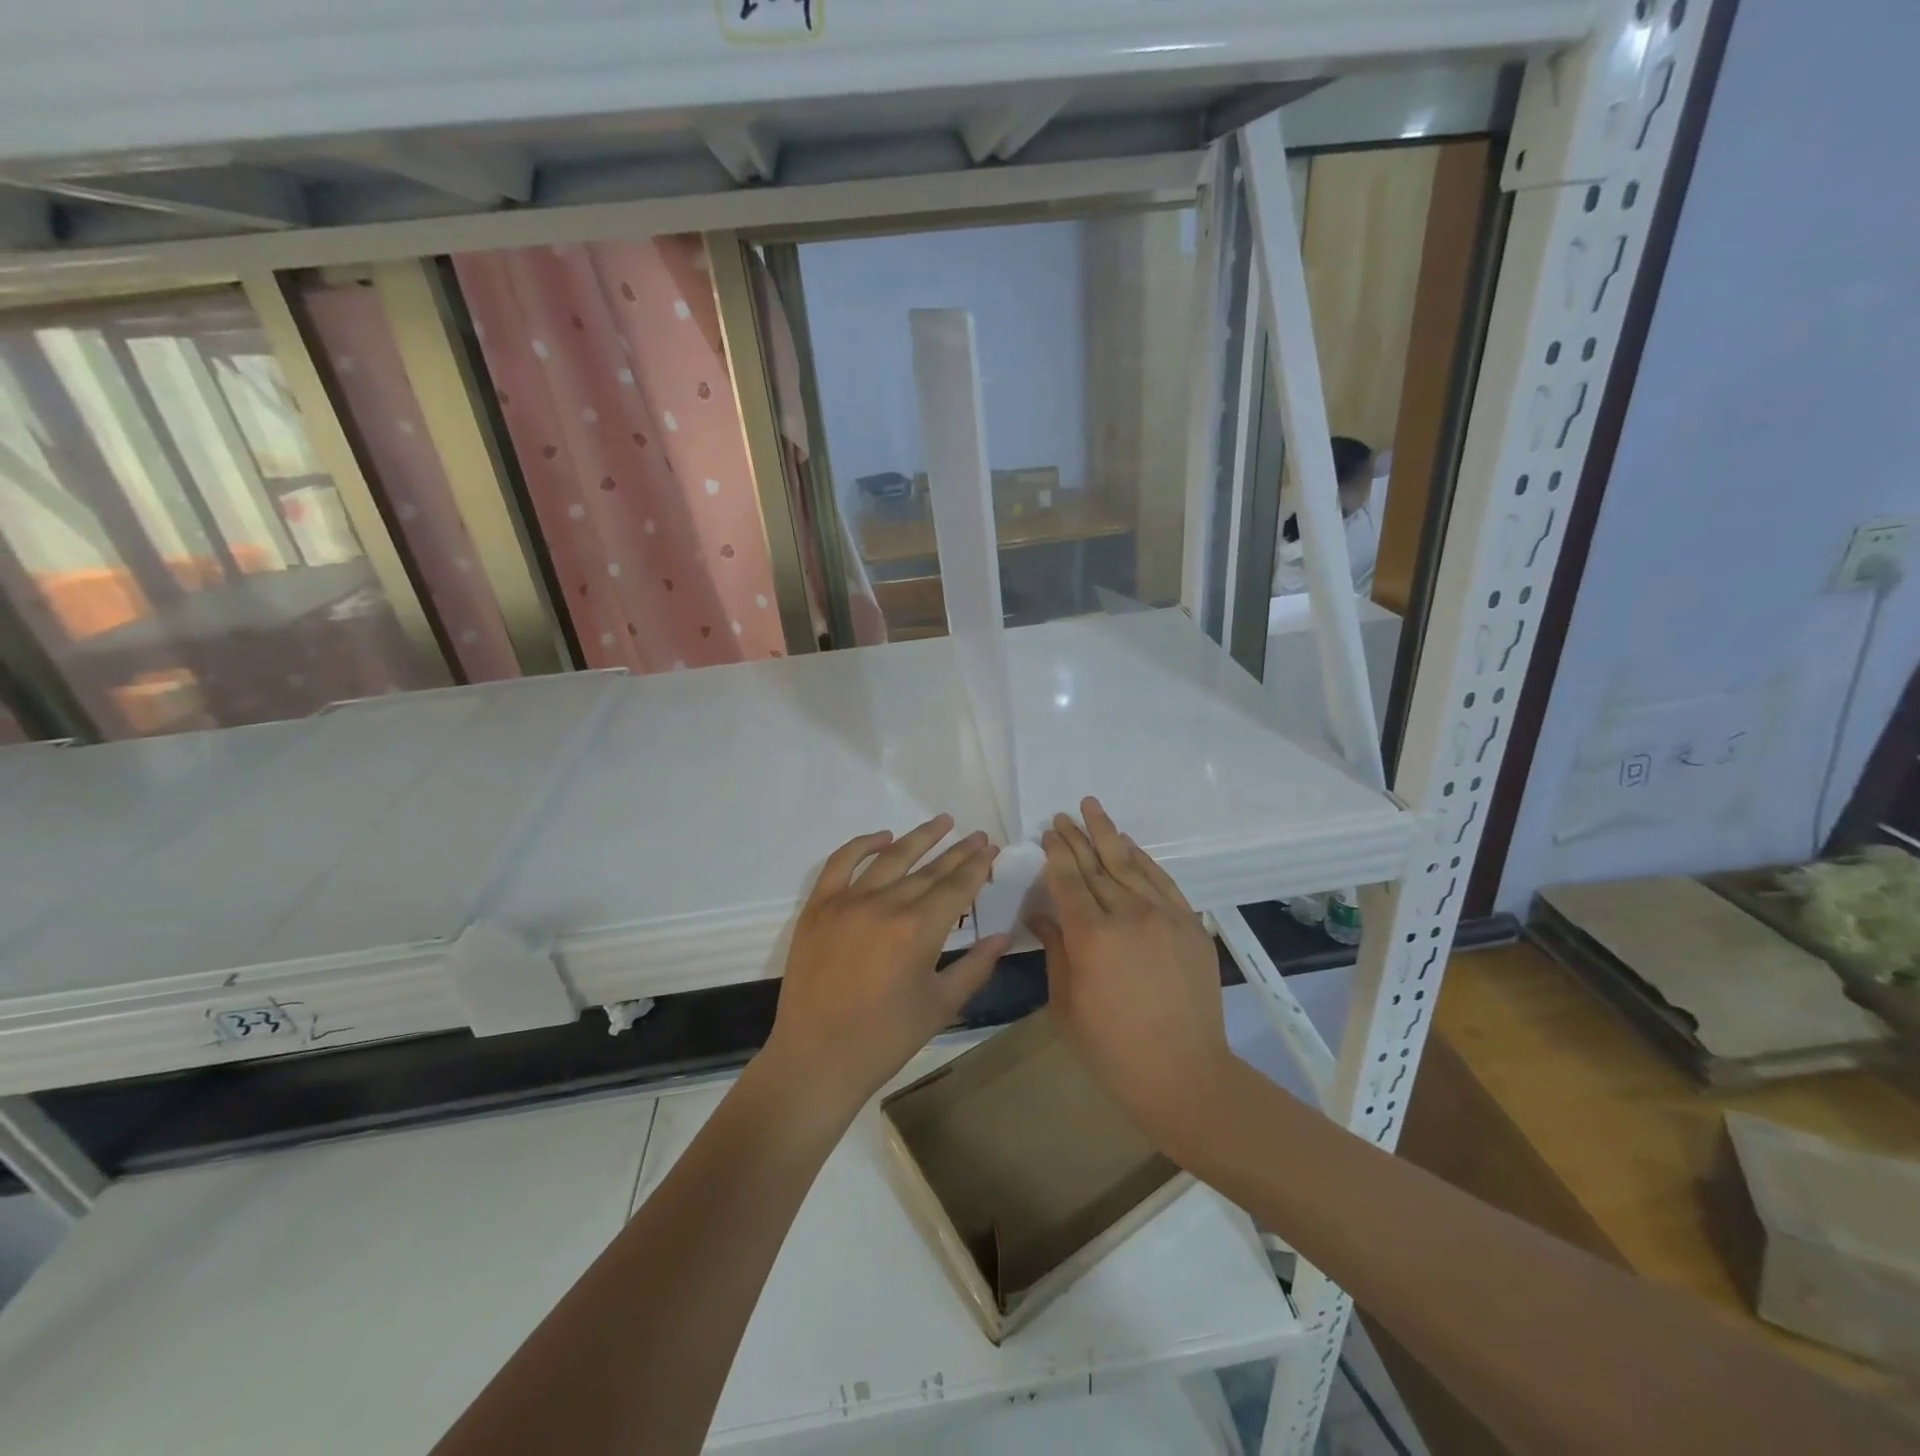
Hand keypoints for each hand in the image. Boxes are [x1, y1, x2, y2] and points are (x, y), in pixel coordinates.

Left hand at [765, 815, 1009, 1118]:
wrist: (817, 1058)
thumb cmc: (885, 1038)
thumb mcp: (941, 1006)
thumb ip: (975, 966)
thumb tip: (1002, 935)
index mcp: (919, 929)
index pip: (957, 886)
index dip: (977, 866)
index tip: (991, 849)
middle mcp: (885, 904)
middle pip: (930, 869)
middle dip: (958, 851)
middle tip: (977, 836)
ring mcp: (848, 901)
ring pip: (891, 857)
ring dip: (919, 837)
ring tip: (942, 822)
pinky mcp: (819, 907)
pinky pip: (841, 863)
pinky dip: (862, 845)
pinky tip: (882, 837)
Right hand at [1032, 798, 1233, 1147]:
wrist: (1184, 1074)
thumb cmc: (1112, 1049)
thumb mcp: (1066, 1004)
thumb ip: (1055, 950)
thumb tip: (1041, 914)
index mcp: (1090, 937)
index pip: (1068, 880)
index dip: (1056, 853)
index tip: (1048, 832)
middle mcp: (1127, 915)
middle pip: (1096, 865)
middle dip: (1076, 837)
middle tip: (1062, 814)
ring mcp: (1164, 916)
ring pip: (1130, 864)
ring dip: (1108, 834)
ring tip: (1092, 808)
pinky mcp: (1189, 924)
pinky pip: (1163, 881)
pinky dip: (1143, 859)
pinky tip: (1129, 844)